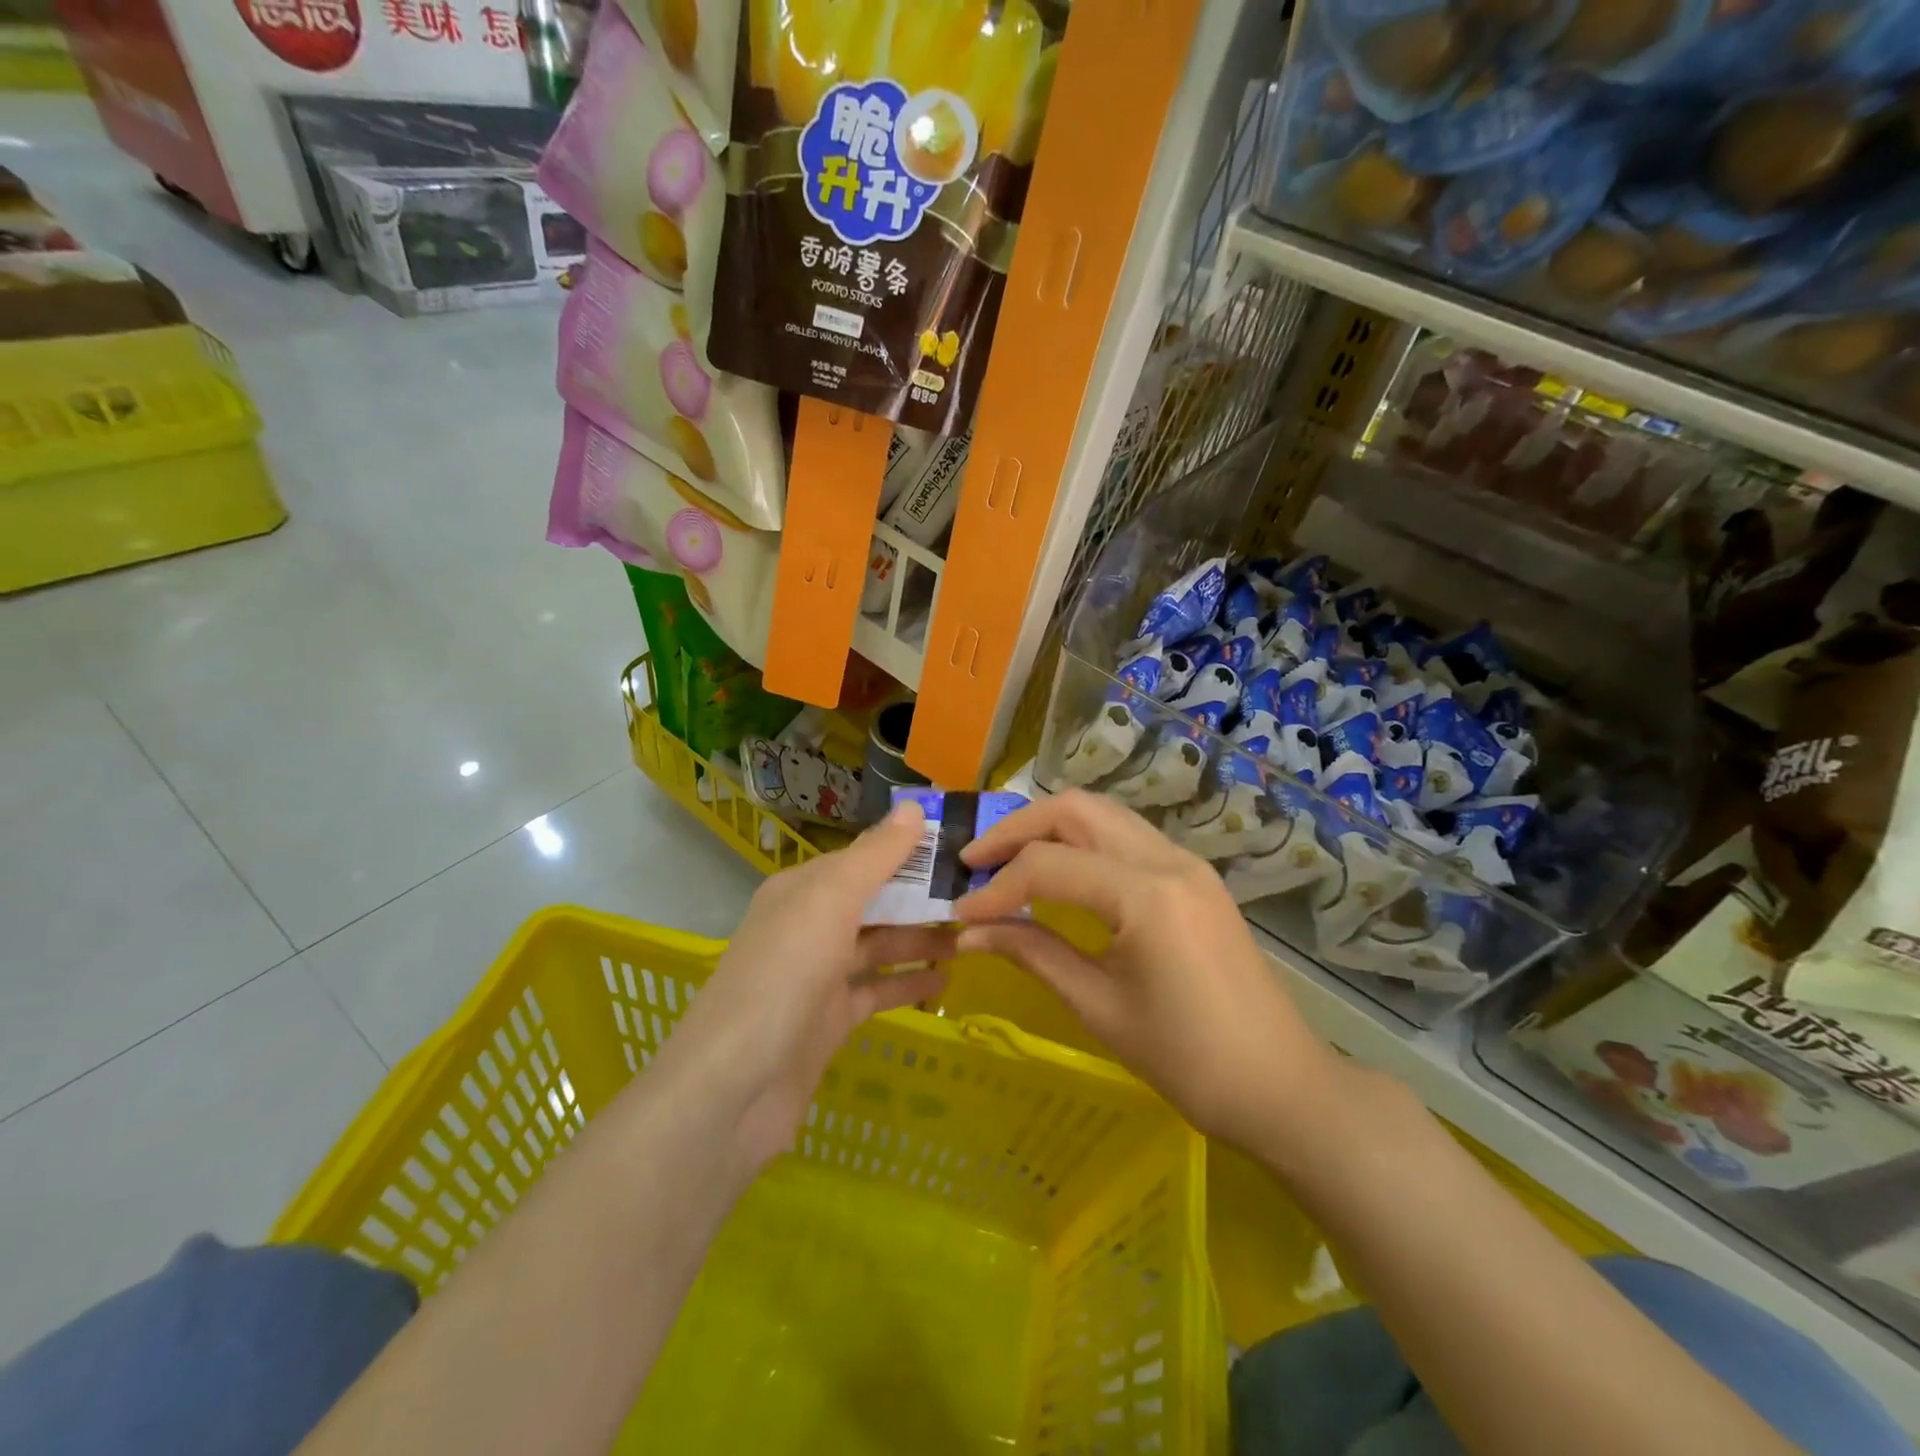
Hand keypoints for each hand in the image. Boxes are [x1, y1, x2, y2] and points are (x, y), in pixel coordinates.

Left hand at [654, 801, 957, 1171]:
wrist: (735, 1085)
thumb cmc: (785, 973)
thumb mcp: (831, 900)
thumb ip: (875, 856)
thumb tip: (912, 808)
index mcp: (801, 890)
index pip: (862, 858)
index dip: (907, 851)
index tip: (958, 849)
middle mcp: (808, 926)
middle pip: (873, 902)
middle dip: (920, 898)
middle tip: (977, 896)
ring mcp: (818, 976)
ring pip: (878, 946)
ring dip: (920, 940)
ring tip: (972, 936)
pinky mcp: (830, 1020)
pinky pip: (877, 990)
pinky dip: (908, 983)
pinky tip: (947, 982)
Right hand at [953, 790, 1342, 1151]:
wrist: (1280, 1085)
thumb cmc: (1188, 1060)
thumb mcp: (1099, 1007)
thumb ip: (1033, 954)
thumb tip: (971, 933)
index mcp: (1146, 895)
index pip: (1049, 866)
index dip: (996, 889)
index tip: (960, 914)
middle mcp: (1167, 859)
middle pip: (1076, 810)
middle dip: (1017, 829)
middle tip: (975, 862)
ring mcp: (1186, 862)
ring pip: (1102, 814)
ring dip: (1049, 827)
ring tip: (1007, 861)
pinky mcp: (1193, 875)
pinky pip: (1125, 836)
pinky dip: (1081, 841)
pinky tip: (1058, 872)